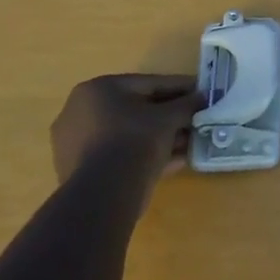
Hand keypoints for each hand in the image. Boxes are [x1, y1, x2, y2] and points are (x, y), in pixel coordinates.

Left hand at [51, 75, 200, 196]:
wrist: (103, 195)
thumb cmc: (134, 140)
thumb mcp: (168, 118)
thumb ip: (186, 104)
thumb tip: (202, 98)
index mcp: (97, 90)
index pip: (148, 84)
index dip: (179, 87)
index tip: (200, 92)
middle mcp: (81, 112)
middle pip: (137, 110)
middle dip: (170, 116)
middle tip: (196, 118)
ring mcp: (77, 144)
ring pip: (130, 135)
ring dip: (161, 137)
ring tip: (190, 142)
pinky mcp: (81, 171)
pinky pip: (121, 155)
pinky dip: (146, 155)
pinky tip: (175, 161)